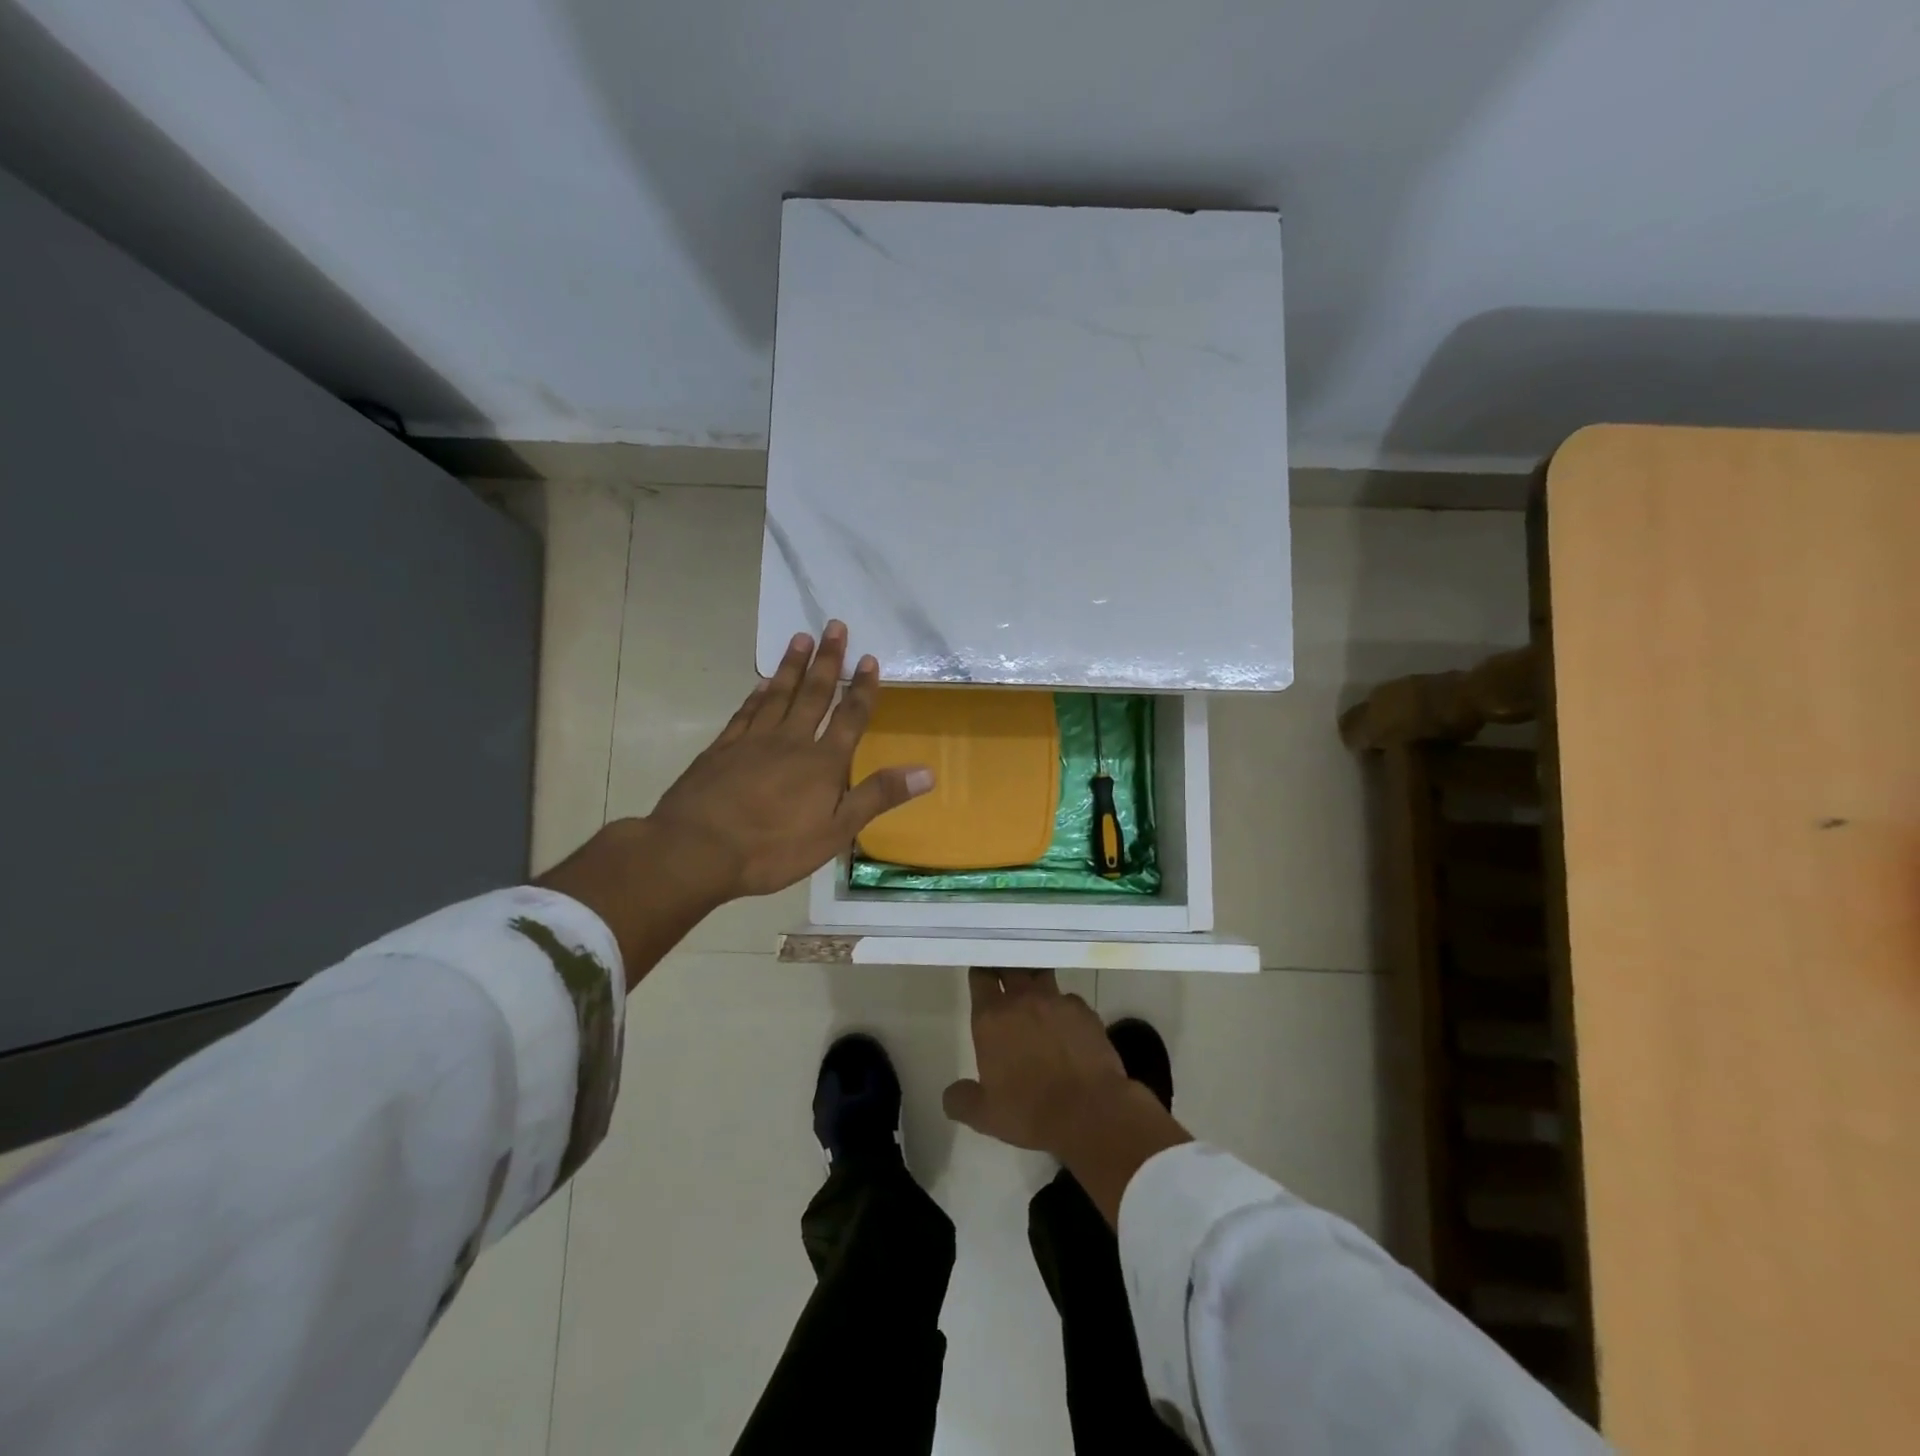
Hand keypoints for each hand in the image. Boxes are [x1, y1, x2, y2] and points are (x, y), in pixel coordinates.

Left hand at [648, 621, 933, 900]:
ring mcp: (752, 741)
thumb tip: (927, 772)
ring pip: (778, 694)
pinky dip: (756, 694)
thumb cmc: (773, 847)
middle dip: (828, 660)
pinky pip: (745, 712)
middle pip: (814, 694)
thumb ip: (878, 796)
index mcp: (822, 762)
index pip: (850, 717)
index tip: (869, 659)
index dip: (862, 689)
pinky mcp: (722, 749)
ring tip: (801, 638)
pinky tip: (761, 683)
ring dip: (792, 666)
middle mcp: (790, 741)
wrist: (697, 849)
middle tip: (835, 626)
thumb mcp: (835, 831)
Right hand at [943, 968, 1191, 1224]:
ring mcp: (1057, 1001)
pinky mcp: (1085, 1011)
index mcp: (992, 1017)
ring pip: (1041, 976)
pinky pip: (1069, 1000)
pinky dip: (1064, 1007)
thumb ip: (962, 1099)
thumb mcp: (985, 1115)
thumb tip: (951, 1094)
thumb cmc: (1030, 1111)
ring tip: (1035, 994)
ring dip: (1035, 980)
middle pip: (1011, 966)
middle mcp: (1023, 999)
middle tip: (1005, 973)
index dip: (981, 972)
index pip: (981, 977)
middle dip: (1006, 966)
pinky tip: (1066, 1025)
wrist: (1089, 1112)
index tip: (982, 973)